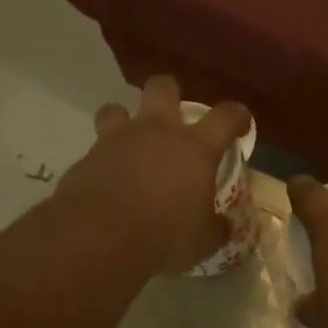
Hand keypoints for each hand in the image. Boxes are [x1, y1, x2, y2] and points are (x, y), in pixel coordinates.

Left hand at [57, 75, 251, 274]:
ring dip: (125, 119)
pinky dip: (105, 158)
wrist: (99, 238)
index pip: (226, 117)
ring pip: (118, 108)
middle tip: (174, 118)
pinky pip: (97, 146)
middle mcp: (157, 131)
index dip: (237, 117)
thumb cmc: (164, 236)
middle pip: (163, 87)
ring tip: (130, 143)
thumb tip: (224, 226)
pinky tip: (108, 180)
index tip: (240, 125)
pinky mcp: (88, 156)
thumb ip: (216, 228)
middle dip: (171, 94)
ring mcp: (118, 139)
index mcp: (195, 148)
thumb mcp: (203, 241)